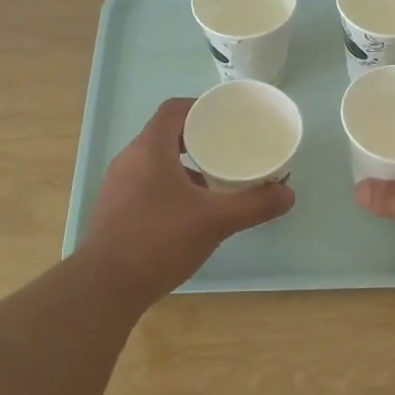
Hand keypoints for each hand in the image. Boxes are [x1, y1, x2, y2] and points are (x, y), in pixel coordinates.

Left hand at [80, 98, 295, 300]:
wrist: (106, 286)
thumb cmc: (160, 240)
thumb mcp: (215, 221)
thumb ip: (254, 205)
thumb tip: (288, 194)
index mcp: (150, 149)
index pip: (174, 110)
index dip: (200, 108)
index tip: (226, 120)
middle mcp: (129, 160)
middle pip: (164, 134)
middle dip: (197, 139)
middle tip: (227, 150)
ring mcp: (117, 186)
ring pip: (154, 162)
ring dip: (183, 165)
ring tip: (212, 181)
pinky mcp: (114, 210)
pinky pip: (145, 184)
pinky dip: (168, 187)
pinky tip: (188, 212)